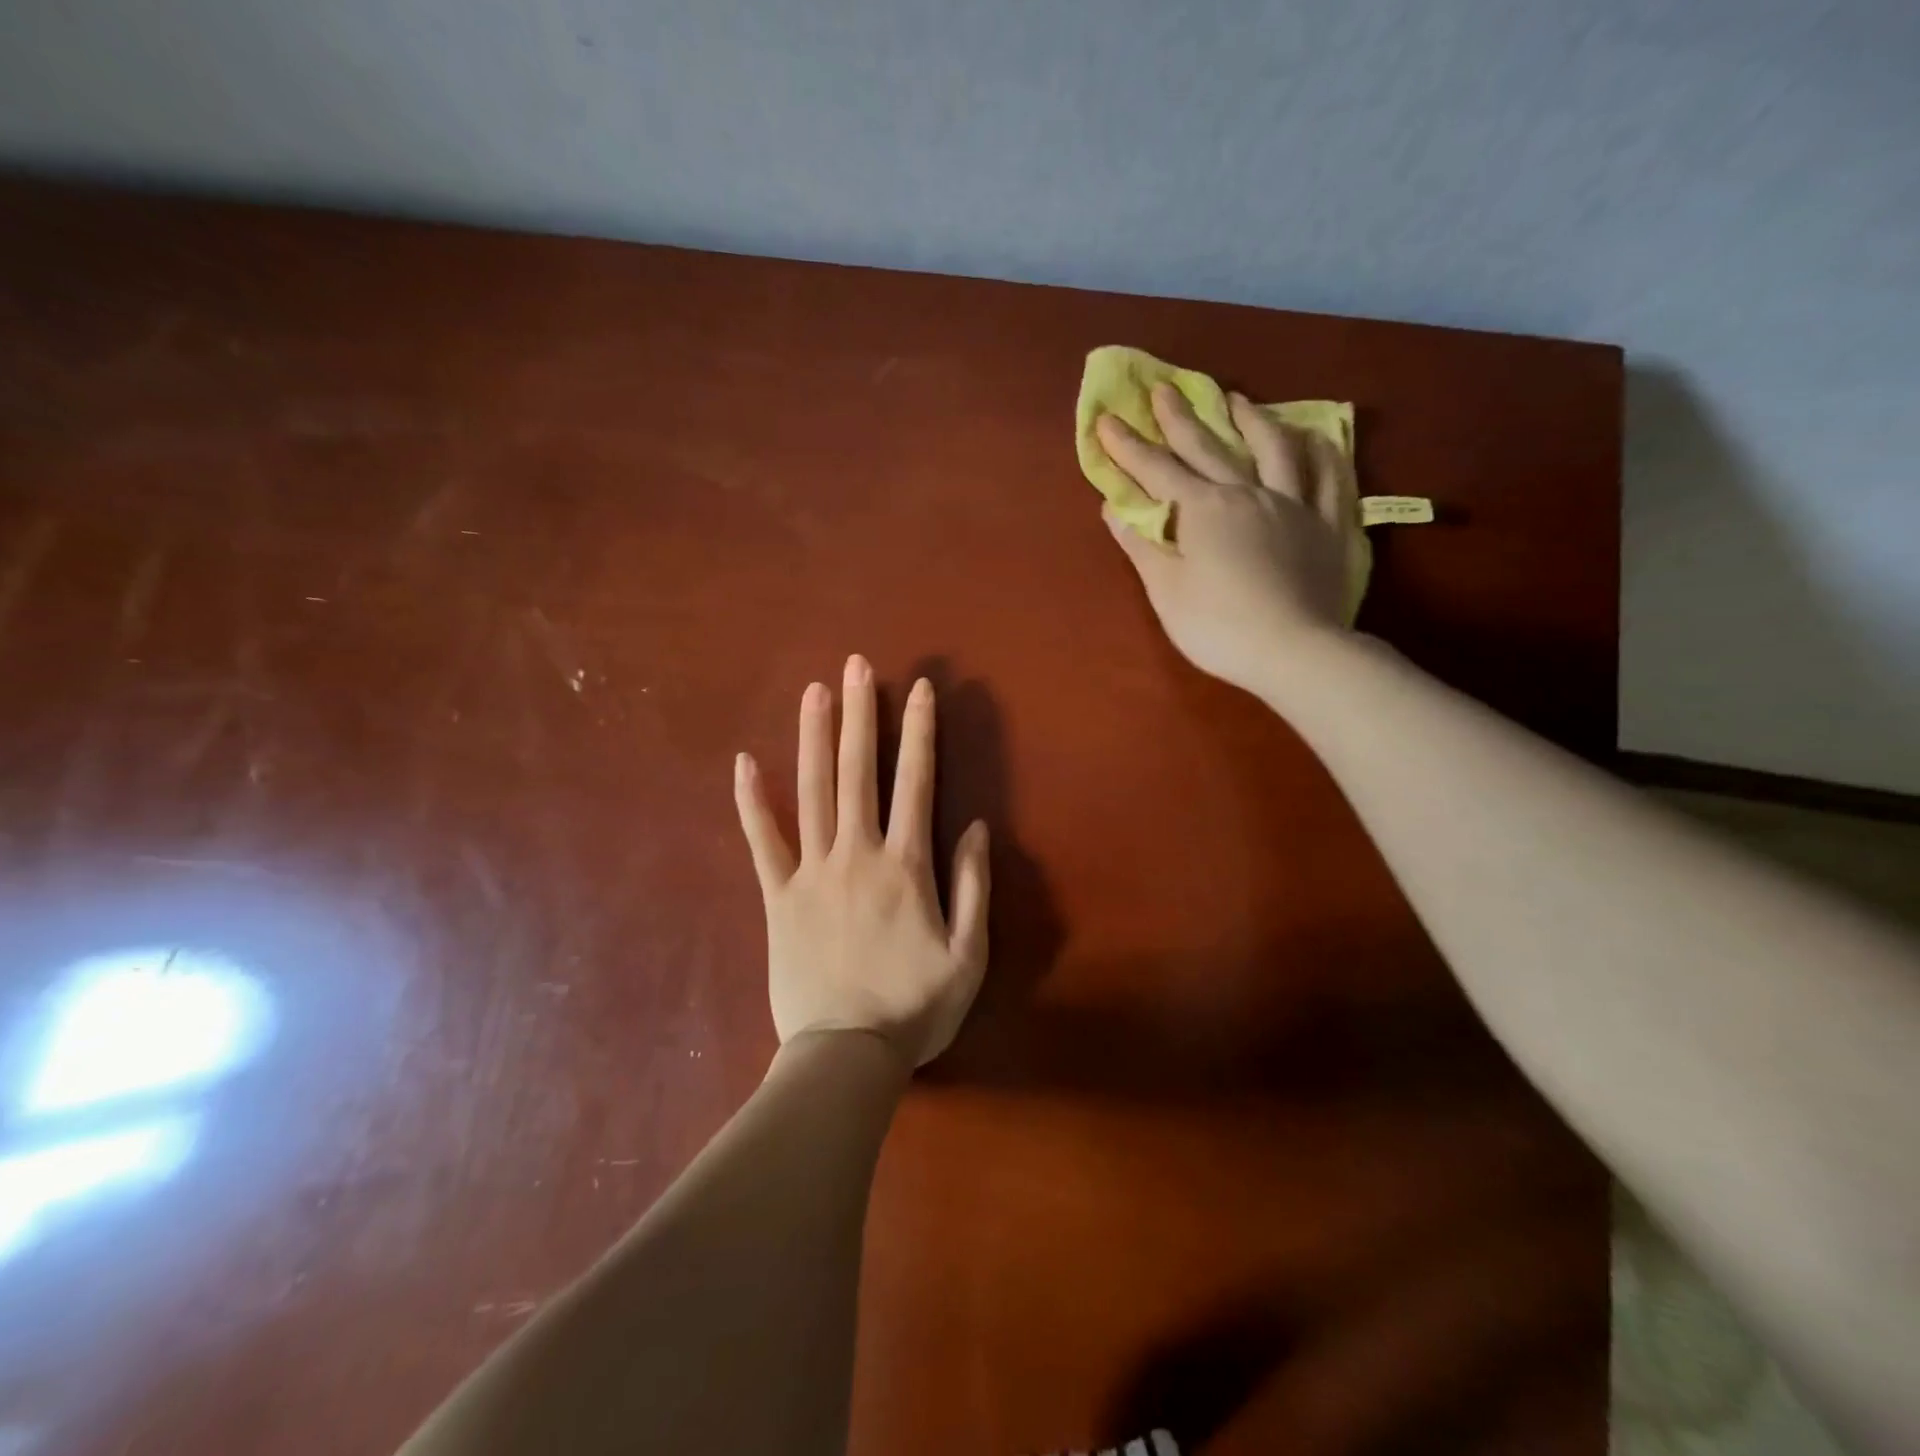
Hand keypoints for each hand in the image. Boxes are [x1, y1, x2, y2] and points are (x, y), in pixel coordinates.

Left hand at [733, 656, 990, 1068]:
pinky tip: (743, 762)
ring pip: (811, 791)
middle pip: (858, 772)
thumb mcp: (969, 954)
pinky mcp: (778, 896)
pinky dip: (752, 801)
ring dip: (814, 737)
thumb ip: (975, 886)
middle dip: (861, 714)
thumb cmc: (915, 1008)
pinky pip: (762, 842)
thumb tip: (978, 827)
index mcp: (906, 866)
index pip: (916, 782)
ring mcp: (812, 872)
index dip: (919, 732)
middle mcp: (857, 854)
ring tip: (814, 691)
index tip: (918, 688)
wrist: (846, 1056)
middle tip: (857, 665)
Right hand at [1097, 383, 1352, 697]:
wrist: (1294, 651)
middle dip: (1179, 418)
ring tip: (1237, 400)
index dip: (1128, 447)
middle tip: (1162, 389)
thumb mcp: (1166, 590)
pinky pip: (1330, 478)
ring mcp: (1293, 504)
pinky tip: (1316, 437)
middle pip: (1209, 447)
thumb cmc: (1218, 626)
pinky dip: (1321, 452)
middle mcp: (1247, 493)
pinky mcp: (1329, 525)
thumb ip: (1142, 545)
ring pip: (1273, 448)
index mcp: (1203, 510)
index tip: (1106, 419)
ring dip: (1252, 420)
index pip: (1157, 471)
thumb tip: (1116, 508)